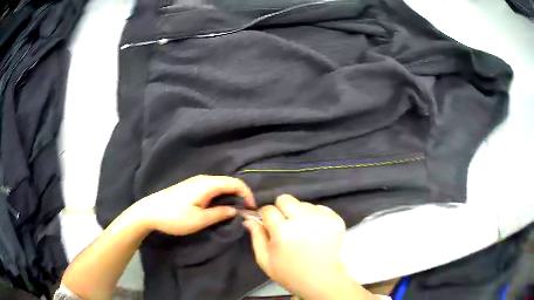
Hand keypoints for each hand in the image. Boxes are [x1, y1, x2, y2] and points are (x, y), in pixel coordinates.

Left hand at [133, 175, 254, 235]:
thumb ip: (220, 213)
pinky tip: (219, 206)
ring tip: (235, 210)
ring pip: (220, 185)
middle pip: (228, 182)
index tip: (252, 208)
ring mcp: (195, 182)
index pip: (235, 183)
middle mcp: (203, 179)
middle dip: (240, 194)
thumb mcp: (200, 219)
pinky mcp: (190, 187)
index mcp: (208, 184)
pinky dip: (221, 196)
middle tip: (246, 211)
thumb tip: (235, 210)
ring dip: (230, 196)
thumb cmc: (175, 217)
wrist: (149, 211)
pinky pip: (212, 188)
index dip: (247, 194)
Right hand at [244, 195, 372, 299]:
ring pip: (302, 203)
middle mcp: (303, 220)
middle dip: (282, 210)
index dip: (267, 217)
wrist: (322, 280)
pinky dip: (314, 216)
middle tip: (286, 226)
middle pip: (285, 199)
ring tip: (303, 231)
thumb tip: (249, 218)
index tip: (270, 226)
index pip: (268, 209)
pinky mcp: (336, 219)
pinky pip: (319, 208)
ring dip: (299, 213)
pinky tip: (315, 231)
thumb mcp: (265, 260)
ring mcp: (322, 218)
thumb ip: (256, 236)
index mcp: (283, 231)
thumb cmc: (290, 273)